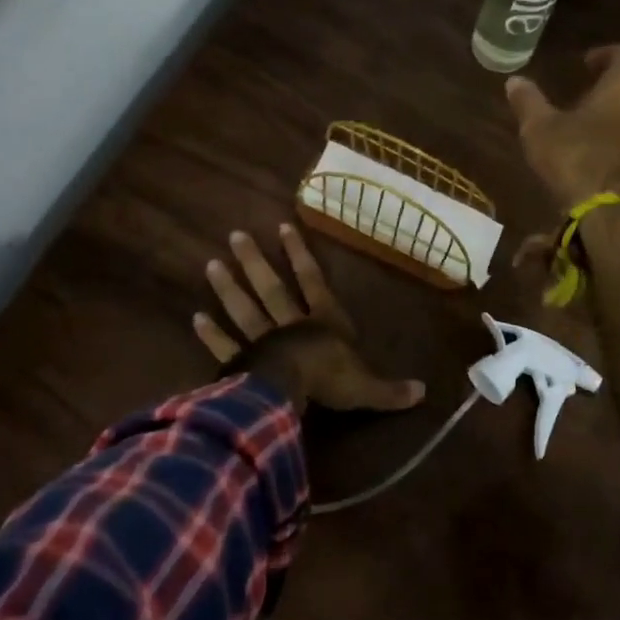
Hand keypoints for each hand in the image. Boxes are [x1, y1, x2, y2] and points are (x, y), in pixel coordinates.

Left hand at [193, 223, 424, 413]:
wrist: (291, 391)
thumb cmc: (330, 380)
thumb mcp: (367, 387)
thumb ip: (390, 390)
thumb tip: (423, 392)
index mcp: (324, 323)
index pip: (313, 281)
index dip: (299, 255)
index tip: (282, 227)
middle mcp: (291, 324)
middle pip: (271, 288)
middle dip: (255, 262)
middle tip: (235, 236)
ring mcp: (263, 340)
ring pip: (245, 309)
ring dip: (229, 288)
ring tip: (211, 264)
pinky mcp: (242, 362)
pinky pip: (226, 345)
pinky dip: (211, 333)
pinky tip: (196, 317)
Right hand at [505, 43, 619, 208]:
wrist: (610, 212)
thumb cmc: (576, 157)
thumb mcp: (540, 128)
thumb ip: (529, 101)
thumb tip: (514, 81)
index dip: (606, 54)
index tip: (585, 64)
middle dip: (611, 84)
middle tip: (583, 91)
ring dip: (618, 112)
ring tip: (588, 122)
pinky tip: (599, 149)